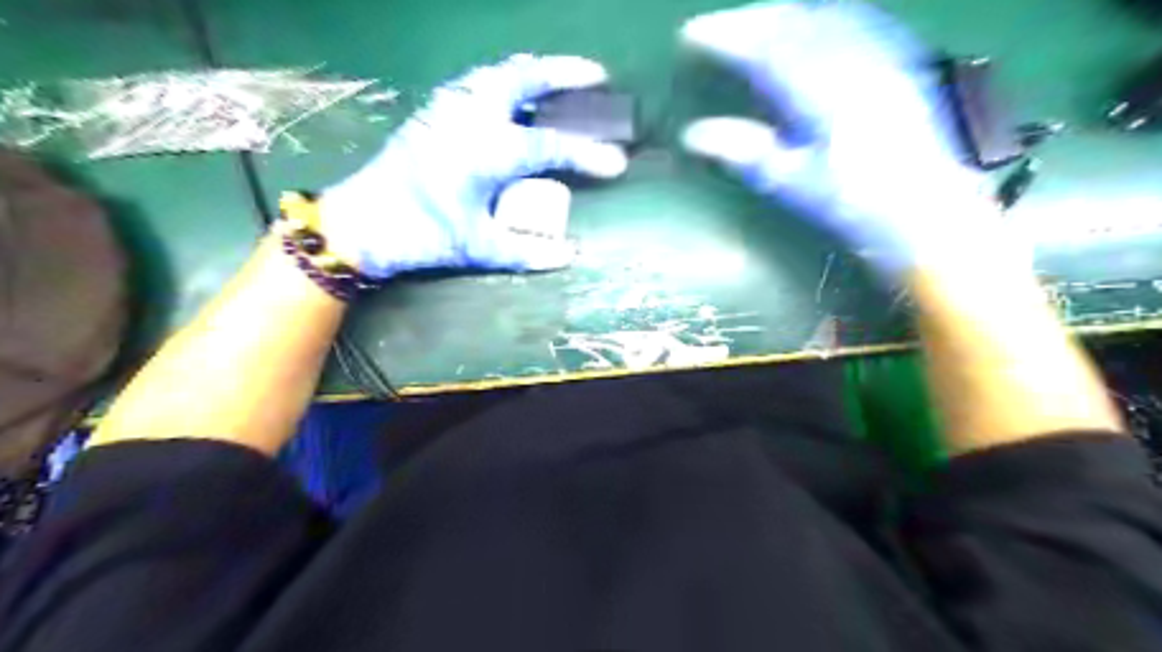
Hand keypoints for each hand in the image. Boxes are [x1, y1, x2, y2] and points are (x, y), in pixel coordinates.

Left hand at [316, 53, 625, 277]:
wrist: (360, 223)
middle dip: (564, 73)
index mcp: (487, 151)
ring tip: (557, 78)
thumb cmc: (421, 234)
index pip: (551, 146)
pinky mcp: (432, 113)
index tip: (617, 162)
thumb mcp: (476, 248)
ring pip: (497, 74)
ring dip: (532, 72)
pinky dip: (503, 81)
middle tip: (595, 75)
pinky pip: (476, 84)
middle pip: (524, 79)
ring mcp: (448, 110)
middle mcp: (471, 118)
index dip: (587, 154)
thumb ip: (524, 250)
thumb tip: (568, 255)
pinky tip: (511, 96)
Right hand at [682, 0, 998, 274]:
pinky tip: (814, 24)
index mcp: (821, 93)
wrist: (929, 212)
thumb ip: (744, 152)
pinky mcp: (904, 58)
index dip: (726, 36)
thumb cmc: (855, 203)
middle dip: (751, 19)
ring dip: (785, 13)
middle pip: (794, 20)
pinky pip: (858, 18)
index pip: (764, 48)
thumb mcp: (792, 182)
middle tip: (720, 29)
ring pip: (826, 13)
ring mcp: (883, 54)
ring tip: (757, 23)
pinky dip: (822, 15)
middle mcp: (853, 61)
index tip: (692, 34)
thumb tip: (693, 135)